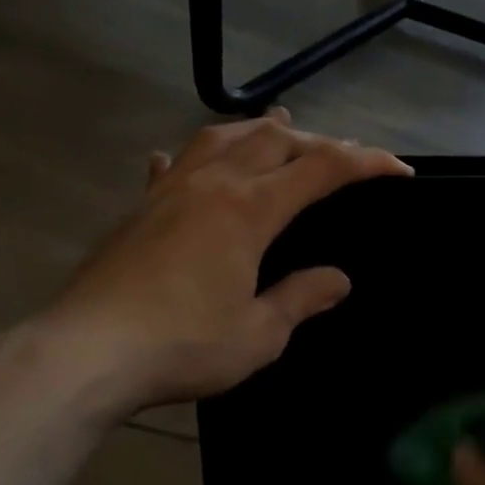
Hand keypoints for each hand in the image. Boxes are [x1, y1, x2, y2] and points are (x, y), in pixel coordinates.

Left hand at [24, 112, 411, 422]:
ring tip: (278, 130)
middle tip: (344, 156)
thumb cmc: (182, 344)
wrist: (85, 353)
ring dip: (258, 131)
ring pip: (221, 137)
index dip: (368, 163)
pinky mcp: (138, 209)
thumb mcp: (259, 333)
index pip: (323, 168)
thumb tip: (337, 280)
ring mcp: (169, 190)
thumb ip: (301, 298)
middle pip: (274, 139)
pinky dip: (193, 157)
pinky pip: (173, 166)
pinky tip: (185, 162)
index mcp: (250, 208)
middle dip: (317, 142)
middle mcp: (213, 184)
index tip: (399, 170)